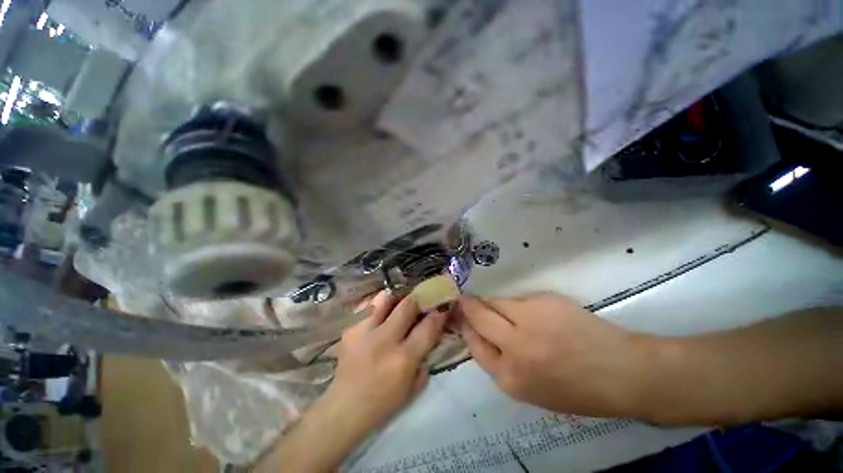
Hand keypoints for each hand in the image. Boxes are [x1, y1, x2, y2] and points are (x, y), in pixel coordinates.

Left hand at [326, 290, 449, 431]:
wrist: (345, 407)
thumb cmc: (383, 402)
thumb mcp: (413, 386)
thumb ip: (425, 357)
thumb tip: (431, 331)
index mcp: (403, 358)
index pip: (428, 327)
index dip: (439, 313)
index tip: (443, 306)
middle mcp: (384, 339)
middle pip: (408, 305)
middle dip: (418, 300)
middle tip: (421, 302)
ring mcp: (364, 331)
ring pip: (385, 298)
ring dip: (396, 299)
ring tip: (398, 304)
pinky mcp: (350, 329)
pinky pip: (368, 307)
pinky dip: (378, 307)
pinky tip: (380, 315)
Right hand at [458, 293, 648, 416]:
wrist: (622, 373)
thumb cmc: (577, 390)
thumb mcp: (531, 389)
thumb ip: (502, 362)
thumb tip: (482, 334)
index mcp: (509, 377)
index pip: (474, 345)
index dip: (466, 328)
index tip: (462, 318)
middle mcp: (513, 346)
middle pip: (478, 317)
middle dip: (468, 306)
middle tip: (464, 299)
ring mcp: (528, 320)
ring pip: (496, 302)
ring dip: (492, 303)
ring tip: (502, 307)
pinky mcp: (543, 301)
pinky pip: (519, 299)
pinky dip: (518, 304)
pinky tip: (534, 312)